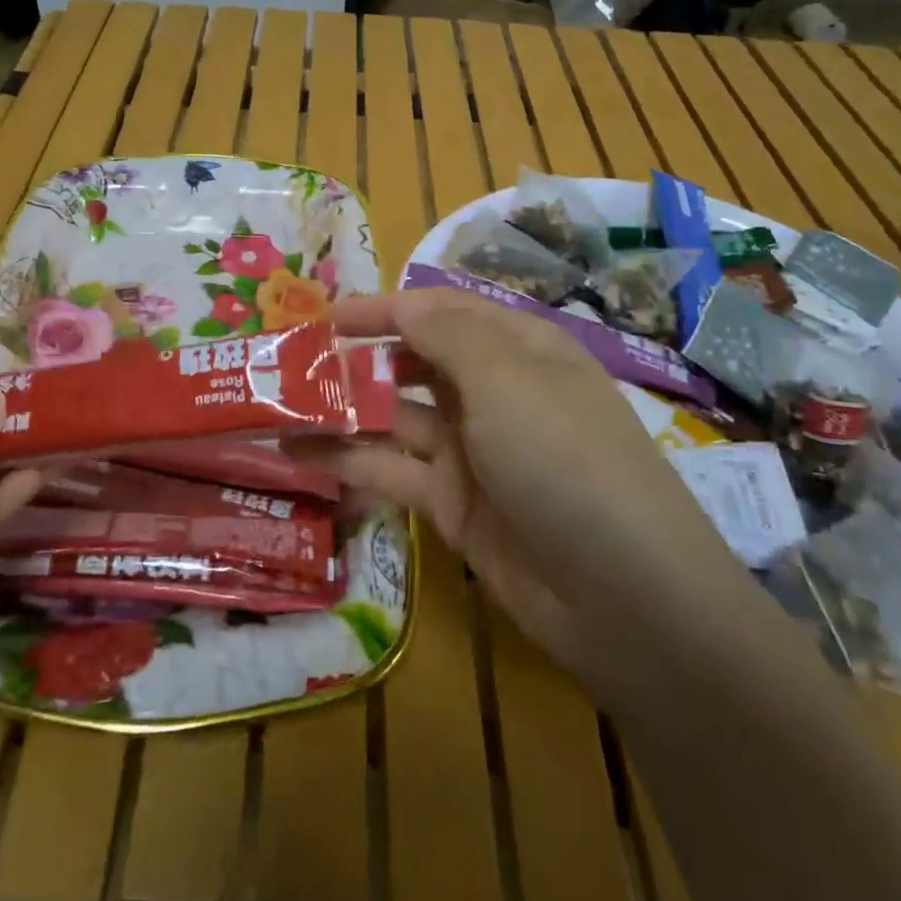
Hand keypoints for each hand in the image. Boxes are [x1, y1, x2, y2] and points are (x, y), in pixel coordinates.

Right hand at [299, 291, 749, 682]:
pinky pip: (392, 468)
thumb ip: (446, 334)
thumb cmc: (565, 460)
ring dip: (342, 410)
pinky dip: (347, 459)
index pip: (440, 311)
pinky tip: (299, 453)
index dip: (383, 308)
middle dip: (357, 358)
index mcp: (517, 349)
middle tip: (293, 365)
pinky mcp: (452, 503)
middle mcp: (492, 393)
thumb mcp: (507, 380)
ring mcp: (471, 450)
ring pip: (394, 417)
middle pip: (413, 361)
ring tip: (278, 408)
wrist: (623, 597)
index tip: (324, 317)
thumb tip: (401, 302)